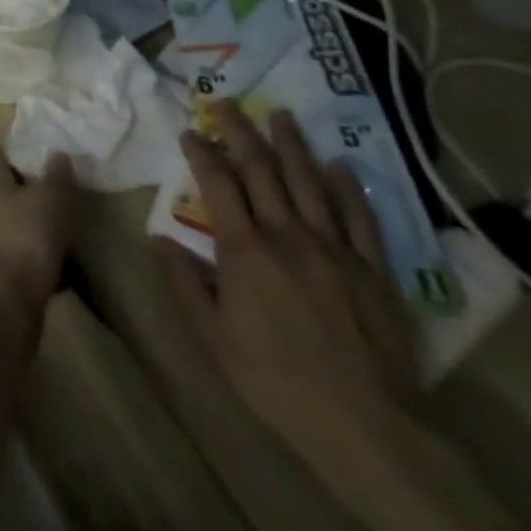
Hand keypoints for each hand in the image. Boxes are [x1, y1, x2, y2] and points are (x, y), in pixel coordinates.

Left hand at [0, 154, 78, 322]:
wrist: (6, 300)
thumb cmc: (26, 237)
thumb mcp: (48, 199)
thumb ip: (55, 177)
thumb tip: (57, 152)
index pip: (9, 167)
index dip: (28, 164)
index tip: (50, 164)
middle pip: (15, 201)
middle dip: (38, 202)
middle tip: (69, 203)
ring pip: (23, 233)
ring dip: (43, 236)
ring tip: (74, 239)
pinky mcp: (5, 279)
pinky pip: (31, 265)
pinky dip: (47, 267)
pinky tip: (68, 274)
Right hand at [157, 102, 418, 475]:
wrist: (368, 428)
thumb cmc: (275, 381)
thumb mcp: (212, 337)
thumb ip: (184, 282)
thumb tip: (156, 237)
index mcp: (244, 250)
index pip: (218, 184)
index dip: (202, 152)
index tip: (190, 130)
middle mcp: (287, 235)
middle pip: (261, 170)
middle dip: (240, 132)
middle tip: (225, 102)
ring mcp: (334, 249)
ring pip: (309, 182)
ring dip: (292, 145)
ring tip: (280, 114)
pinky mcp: (373, 270)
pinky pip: (359, 218)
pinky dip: (347, 188)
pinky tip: (340, 165)